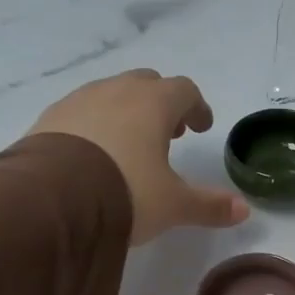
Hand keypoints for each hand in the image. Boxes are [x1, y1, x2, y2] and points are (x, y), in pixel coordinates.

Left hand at [30, 70, 249, 245]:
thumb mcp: (173, 205)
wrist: (52, 199)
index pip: (184, 90)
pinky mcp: (50, 117)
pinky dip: (95, 124)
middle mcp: (117, 91)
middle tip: (167, 135)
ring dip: (126, 112)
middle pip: (147, 84)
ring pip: (111, 94)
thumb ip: (209, 206)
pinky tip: (93, 154)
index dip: (196, 107)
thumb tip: (244, 210)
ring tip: (130, 146)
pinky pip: (81, 111)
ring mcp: (79, 100)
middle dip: (161, 105)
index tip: (200, 128)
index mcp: (153, 103)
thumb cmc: (126, 192)